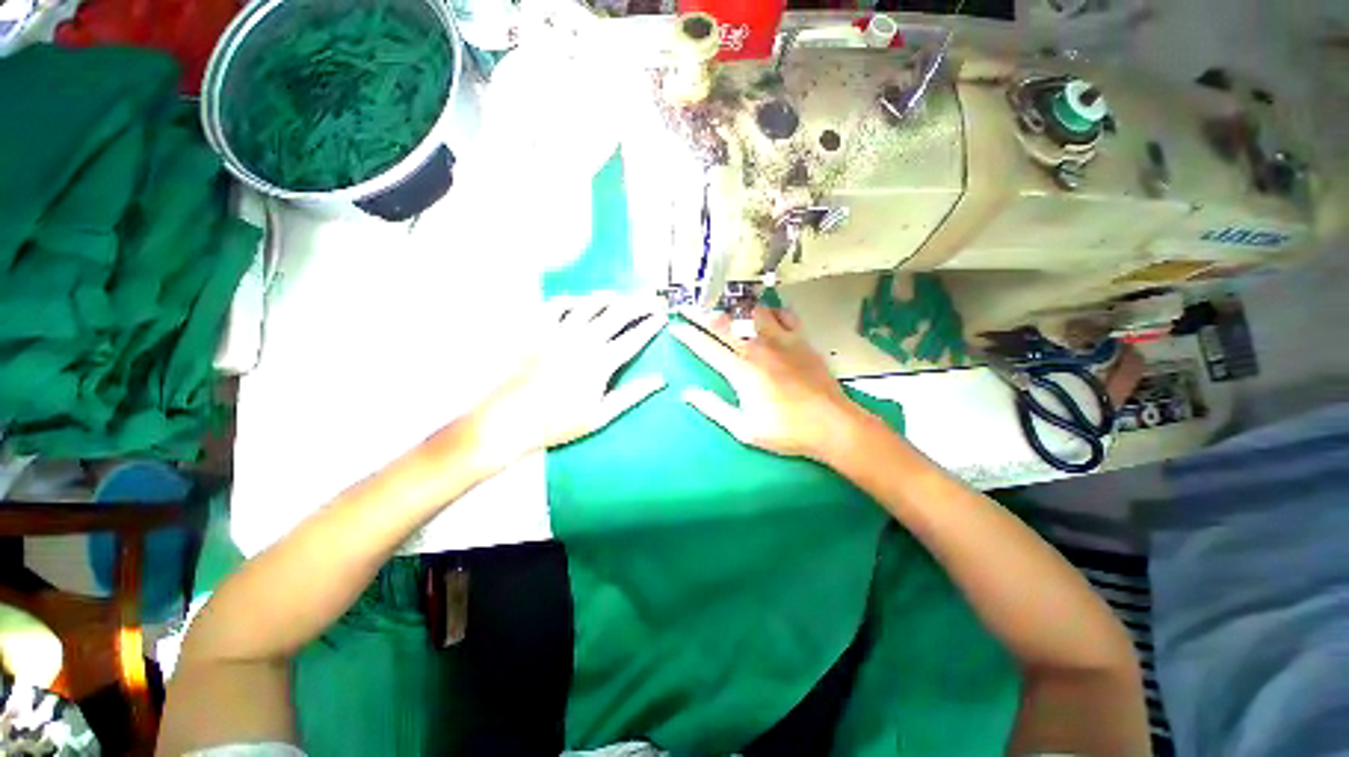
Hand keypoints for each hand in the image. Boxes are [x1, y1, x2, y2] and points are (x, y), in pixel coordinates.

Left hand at [472, 294, 666, 465]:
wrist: (511, 419)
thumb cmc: (559, 422)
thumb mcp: (601, 415)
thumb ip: (632, 394)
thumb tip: (660, 381)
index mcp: (601, 362)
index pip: (634, 337)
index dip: (651, 325)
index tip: (662, 316)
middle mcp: (583, 340)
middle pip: (616, 314)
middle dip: (637, 304)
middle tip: (648, 300)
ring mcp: (558, 333)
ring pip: (588, 305)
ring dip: (606, 298)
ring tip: (617, 296)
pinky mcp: (536, 332)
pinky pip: (553, 307)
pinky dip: (567, 300)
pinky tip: (574, 301)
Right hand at [670, 305, 868, 460]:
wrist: (831, 425)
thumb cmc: (786, 431)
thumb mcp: (743, 428)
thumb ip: (713, 408)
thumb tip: (688, 394)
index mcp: (740, 371)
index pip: (706, 347)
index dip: (688, 336)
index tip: (676, 327)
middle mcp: (757, 349)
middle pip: (724, 324)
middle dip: (703, 315)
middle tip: (691, 308)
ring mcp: (781, 341)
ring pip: (753, 312)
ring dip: (738, 311)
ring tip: (730, 312)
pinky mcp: (801, 340)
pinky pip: (785, 315)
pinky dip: (773, 313)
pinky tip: (769, 317)